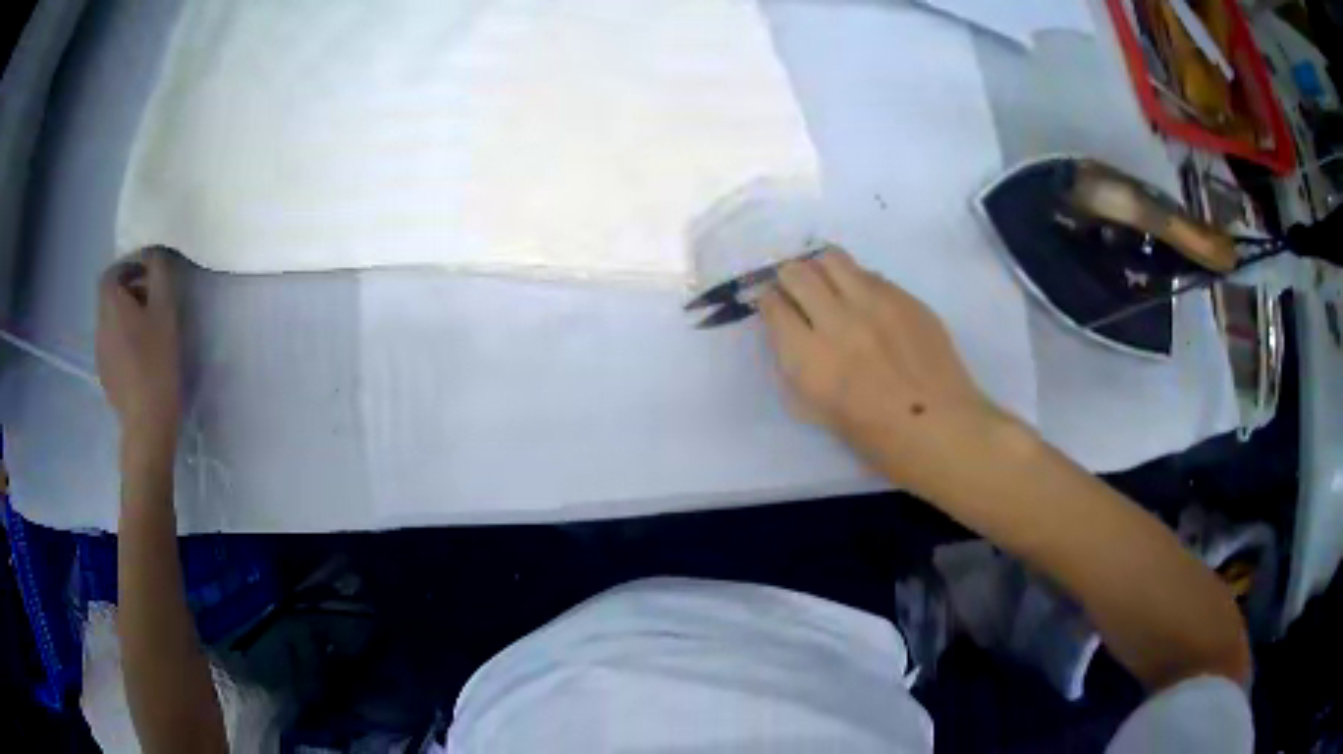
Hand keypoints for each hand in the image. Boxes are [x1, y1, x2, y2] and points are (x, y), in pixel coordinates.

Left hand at [96, 248, 182, 447]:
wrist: (146, 422)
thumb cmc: (156, 361)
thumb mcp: (165, 310)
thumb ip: (159, 273)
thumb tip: (155, 252)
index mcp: (111, 305)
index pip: (111, 273)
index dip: (128, 267)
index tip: (148, 274)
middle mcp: (100, 325)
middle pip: (110, 298)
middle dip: (130, 293)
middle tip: (153, 302)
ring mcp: (100, 354)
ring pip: (111, 323)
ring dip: (127, 319)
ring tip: (149, 332)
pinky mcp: (105, 376)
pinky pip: (112, 347)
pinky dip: (124, 343)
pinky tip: (141, 359)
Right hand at [758, 249, 1012, 490]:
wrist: (940, 428)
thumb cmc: (877, 438)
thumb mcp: (818, 412)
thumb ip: (798, 367)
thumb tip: (791, 332)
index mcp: (809, 360)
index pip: (773, 306)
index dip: (768, 301)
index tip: (773, 303)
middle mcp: (837, 322)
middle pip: (797, 273)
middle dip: (789, 278)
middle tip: (796, 289)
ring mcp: (874, 304)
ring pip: (832, 259)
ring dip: (820, 267)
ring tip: (826, 282)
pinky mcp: (903, 297)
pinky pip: (869, 274)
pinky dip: (857, 280)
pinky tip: (864, 300)